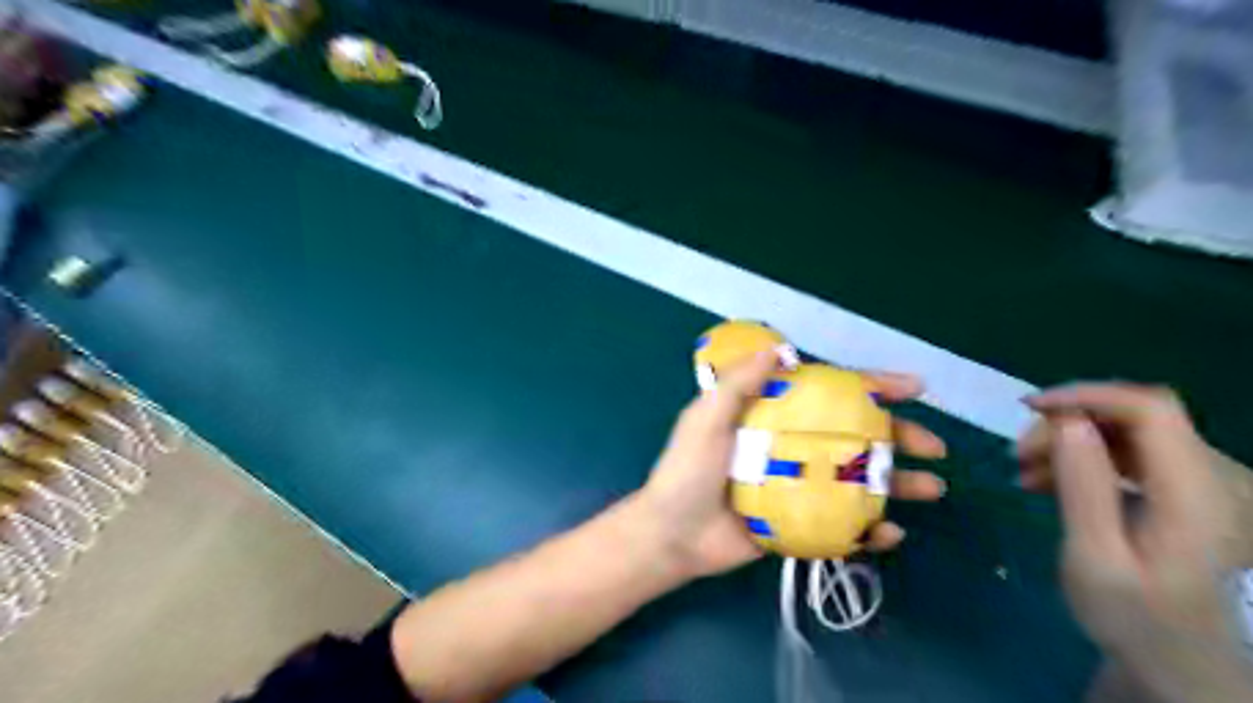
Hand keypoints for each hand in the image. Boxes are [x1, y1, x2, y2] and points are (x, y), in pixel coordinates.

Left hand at [641, 349, 943, 579]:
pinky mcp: (799, 524)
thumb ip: (738, 385)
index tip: (912, 389)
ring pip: (857, 480)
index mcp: (774, 418)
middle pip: (853, 437)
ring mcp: (799, 488)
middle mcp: (792, 448)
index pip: (828, 395)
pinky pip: (843, 524)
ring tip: (931, 488)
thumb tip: (781, 350)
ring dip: (897, 484)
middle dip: (898, 438)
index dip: (871, 388)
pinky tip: (888, 534)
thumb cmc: (686, 472)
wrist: (671, 536)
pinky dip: (869, 529)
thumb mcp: (705, 420)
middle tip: (933, 447)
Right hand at [1016, 384, 1251, 702]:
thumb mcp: (1094, 555)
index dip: (1088, 395)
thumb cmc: (1131, 616)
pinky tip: (1045, 480)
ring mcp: (1194, 484)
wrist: (1175, 659)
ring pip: (1124, 432)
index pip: (1151, 409)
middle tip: (1018, 456)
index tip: (1030, 409)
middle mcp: (1205, 478)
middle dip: (1067, 424)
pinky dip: (1081, 456)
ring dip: (1068, 440)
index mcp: (1193, 494)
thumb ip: (1084, 485)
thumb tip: (1065, 421)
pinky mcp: (1176, 492)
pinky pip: (1125, 453)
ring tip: (1024, 471)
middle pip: (1133, 417)